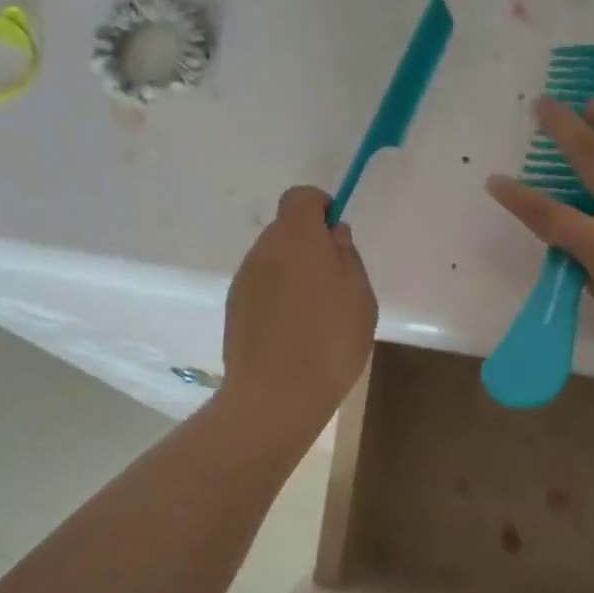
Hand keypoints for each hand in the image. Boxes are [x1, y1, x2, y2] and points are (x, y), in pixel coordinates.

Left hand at [221, 186, 376, 427]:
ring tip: (316, 316)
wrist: (276, 395)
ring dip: (293, 275)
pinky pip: (262, 290)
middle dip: (309, 246)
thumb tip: (333, 235)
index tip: (337, 235)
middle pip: (285, 231)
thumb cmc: (330, 339)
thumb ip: (346, 257)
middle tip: (335, 283)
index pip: (301, 197)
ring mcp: (244, 282)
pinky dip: (278, 299)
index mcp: (296, 237)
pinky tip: (294, 334)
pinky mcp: (234, 311)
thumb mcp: (359, 295)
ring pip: (273, 263)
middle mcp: (263, 251)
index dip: (320, 208)